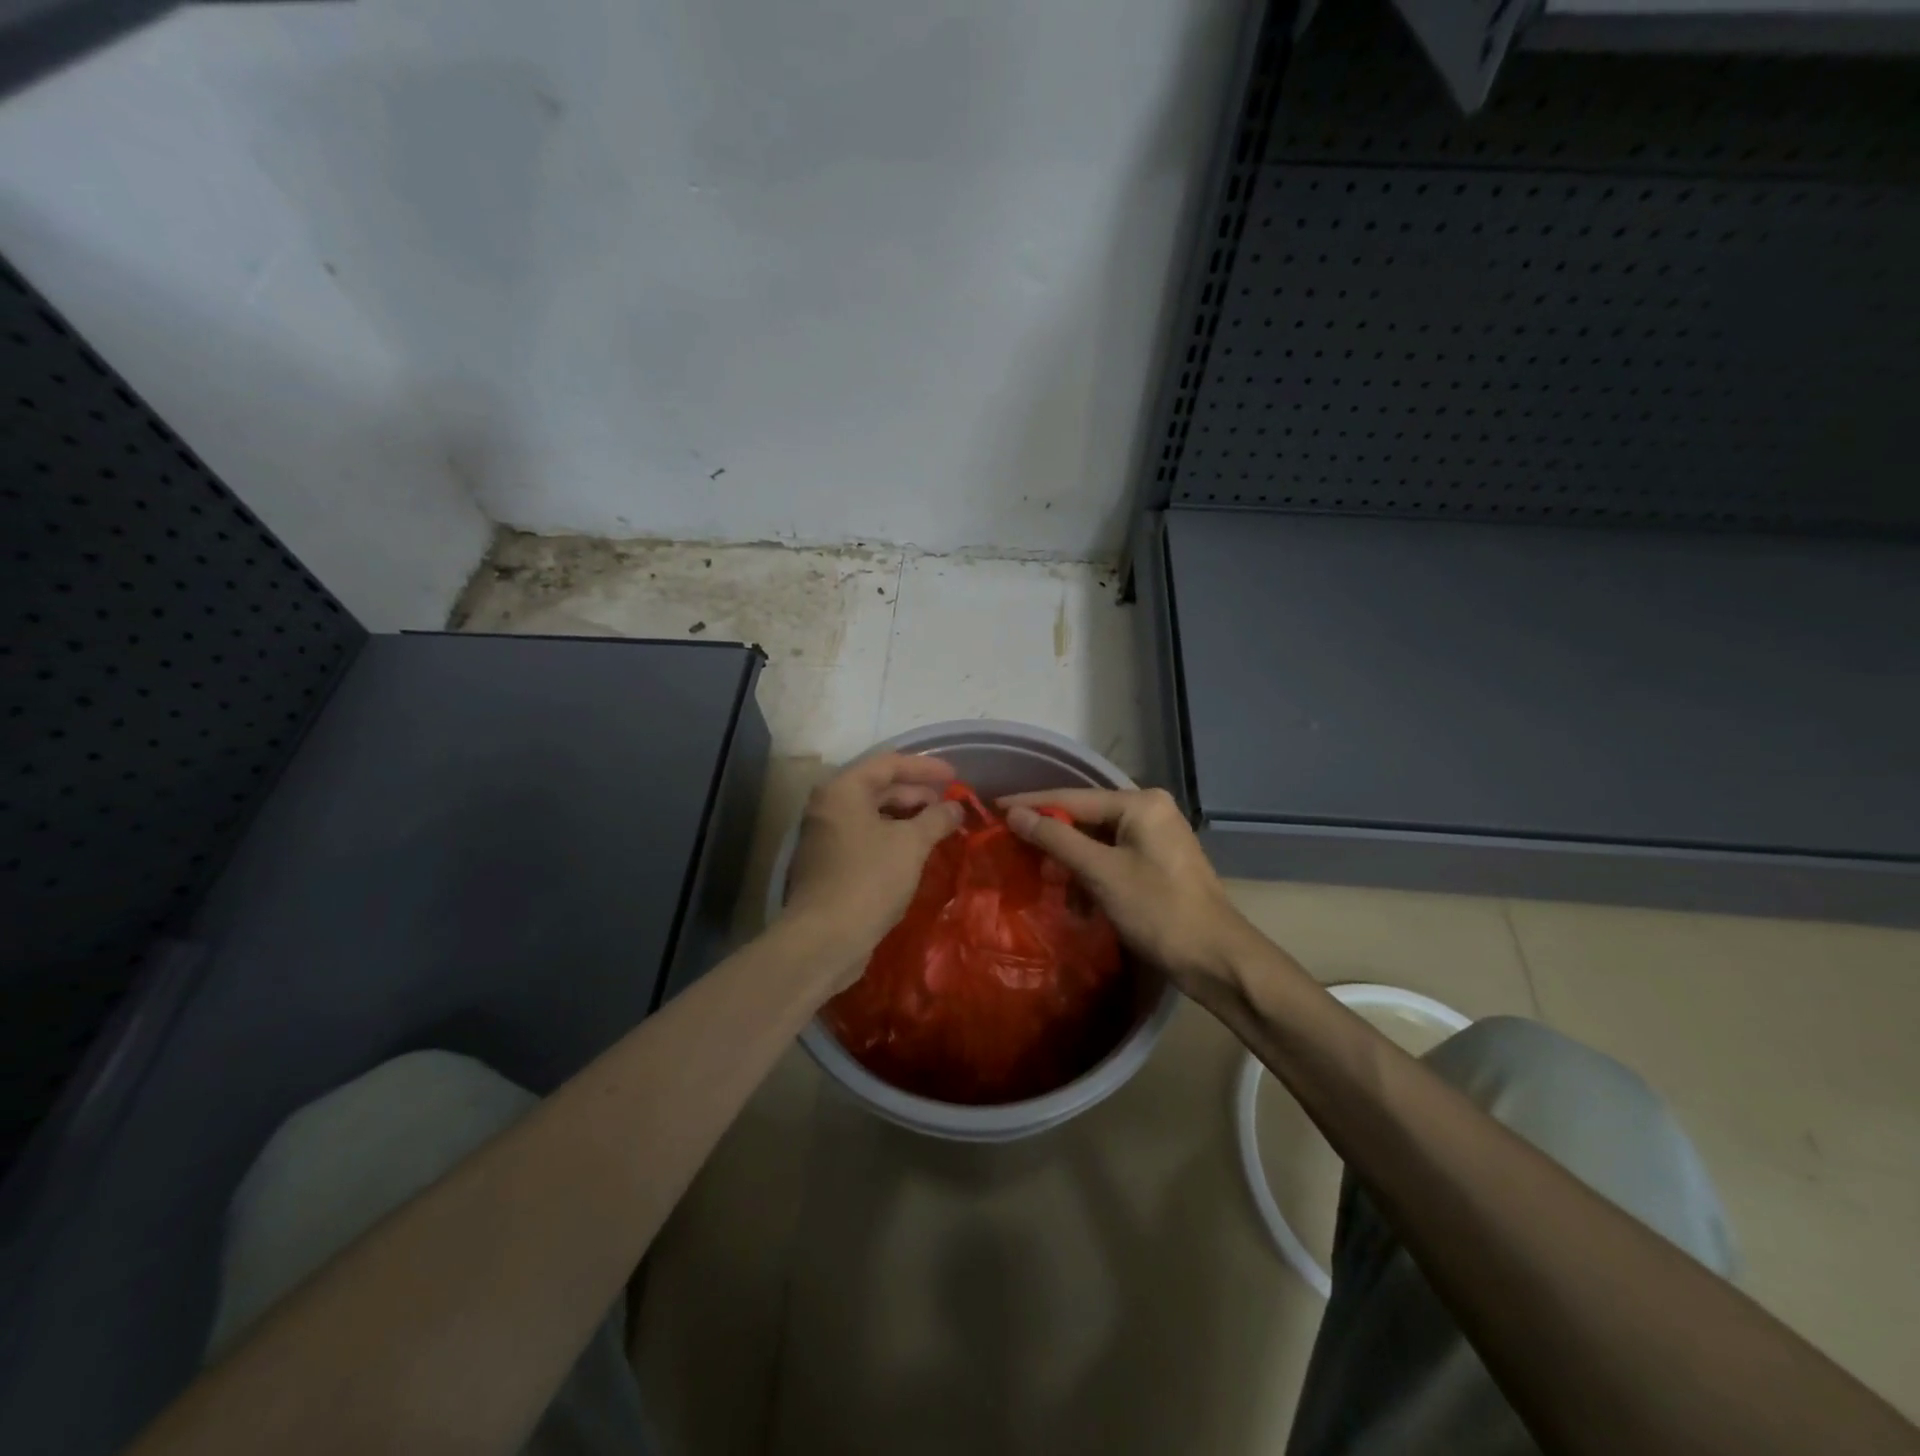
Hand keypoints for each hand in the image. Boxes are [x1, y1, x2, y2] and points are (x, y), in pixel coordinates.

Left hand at [782, 753, 964, 990]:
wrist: (825, 938)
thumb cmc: (869, 879)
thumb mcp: (911, 844)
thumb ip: (937, 819)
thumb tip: (956, 807)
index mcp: (843, 790)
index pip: (888, 764)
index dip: (925, 767)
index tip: (955, 776)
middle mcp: (829, 806)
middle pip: (878, 787)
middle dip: (917, 793)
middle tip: (950, 806)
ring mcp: (826, 836)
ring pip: (873, 814)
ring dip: (907, 818)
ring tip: (939, 828)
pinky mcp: (830, 863)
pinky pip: (867, 837)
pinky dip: (893, 837)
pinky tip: (917, 851)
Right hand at [1001, 786, 1262, 997]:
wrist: (1215, 959)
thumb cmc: (1158, 910)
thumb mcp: (1101, 872)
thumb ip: (1056, 839)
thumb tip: (1015, 815)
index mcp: (1140, 803)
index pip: (1072, 797)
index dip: (1031, 804)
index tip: (994, 808)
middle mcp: (1150, 811)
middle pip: (1085, 816)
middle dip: (1052, 836)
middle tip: (1013, 846)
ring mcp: (1157, 837)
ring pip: (1097, 840)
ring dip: (1071, 861)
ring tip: (1044, 878)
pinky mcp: (1157, 863)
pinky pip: (1112, 858)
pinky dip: (1091, 874)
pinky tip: (1076, 898)